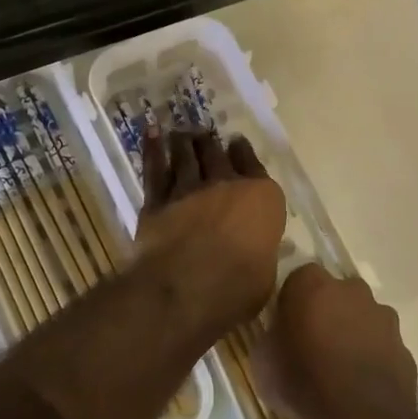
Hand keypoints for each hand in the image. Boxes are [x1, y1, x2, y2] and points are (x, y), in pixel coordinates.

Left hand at [134, 129, 285, 329]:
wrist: (188, 286)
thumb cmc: (239, 286)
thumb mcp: (266, 271)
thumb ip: (260, 251)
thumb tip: (255, 250)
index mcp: (262, 198)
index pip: (254, 166)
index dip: (244, 152)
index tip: (237, 142)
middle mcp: (227, 185)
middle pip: (217, 156)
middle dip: (211, 144)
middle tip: (204, 135)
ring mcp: (190, 189)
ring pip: (186, 157)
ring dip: (183, 142)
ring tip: (180, 133)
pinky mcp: (158, 201)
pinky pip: (155, 170)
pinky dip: (153, 149)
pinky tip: (151, 133)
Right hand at [263, 264, 417, 418]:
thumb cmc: (304, 383)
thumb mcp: (265, 362)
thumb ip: (271, 338)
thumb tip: (275, 336)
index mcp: (313, 285)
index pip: (299, 278)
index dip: (293, 300)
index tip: (287, 324)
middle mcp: (352, 289)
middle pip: (335, 292)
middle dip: (327, 310)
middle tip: (314, 343)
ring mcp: (383, 316)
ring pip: (363, 316)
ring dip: (353, 332)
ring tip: (340, 367)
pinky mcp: (403, 345)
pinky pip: (382, 344)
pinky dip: (373, 356)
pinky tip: (362, 384)